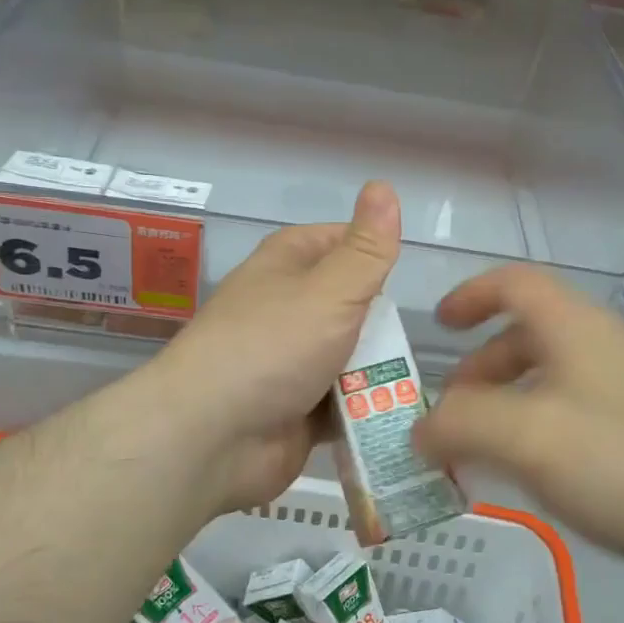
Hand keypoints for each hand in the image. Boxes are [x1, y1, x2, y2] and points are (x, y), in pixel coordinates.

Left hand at [150, 181, 401, 513]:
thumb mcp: (332, 290)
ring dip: (377, 373)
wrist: (211, 437)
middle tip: (410, 346)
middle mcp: (288, 305)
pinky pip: (343, 401)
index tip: (407, 280)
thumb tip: (384, 185)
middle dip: (384, 328)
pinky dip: (364, 409)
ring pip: (352, 356)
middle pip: (355, 305)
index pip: (344, 242)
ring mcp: (290, 358)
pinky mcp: (297, 406)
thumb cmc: (273, 347)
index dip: (377, 257)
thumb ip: (367, 249)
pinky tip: (393, 416)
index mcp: (289, 262)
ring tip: (411, 388)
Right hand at [414, 266, 623, 566]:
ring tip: (479, 452)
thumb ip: (459, 423)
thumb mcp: (525, 435)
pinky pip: (572, 416)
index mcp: (574, 327)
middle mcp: (601, 347)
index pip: (514, 283)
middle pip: (527, 335)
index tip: (438, 325)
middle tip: (450, 412)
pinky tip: (529, 476)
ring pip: (549, 379)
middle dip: (480, 368)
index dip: (471, 295)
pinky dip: (536, 432)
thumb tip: (421, 428)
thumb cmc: (621, 461)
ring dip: (505, 405)